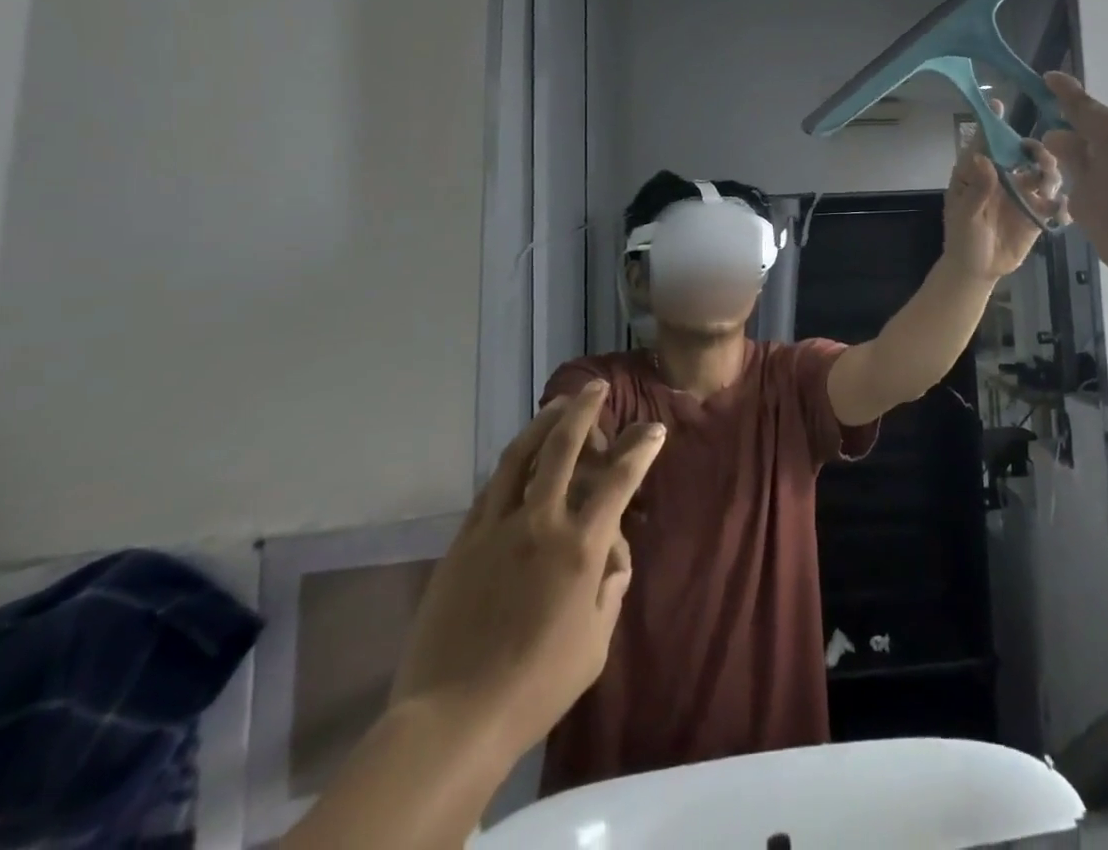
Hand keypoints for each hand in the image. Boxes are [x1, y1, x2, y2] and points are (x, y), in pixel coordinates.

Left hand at [389, 383, 664, 757]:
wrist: (452, 719)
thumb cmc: (537, 686)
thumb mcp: (596, 643)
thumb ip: (610, 590)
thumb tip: (613, 556)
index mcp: (580, 547)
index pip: (620, 480)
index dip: (641, 448)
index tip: (654, 428)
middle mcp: (540, 523)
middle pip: (564, 447)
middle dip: (585, 411)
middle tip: (596, 388)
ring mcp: (496, 528)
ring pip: (521, 456)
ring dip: (544, 424)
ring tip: (558, 405)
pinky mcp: (463, 543)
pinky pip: (491, 488)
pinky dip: (511, 463)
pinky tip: (518, 458)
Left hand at [942, 99, 1064, 280]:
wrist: (978, 271)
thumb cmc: (962, 239)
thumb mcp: (964, 216)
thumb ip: (976, 190)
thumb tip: (983, 158)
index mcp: (979, 173)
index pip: (985, 142)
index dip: (992, 123)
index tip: (998, 104)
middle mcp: (1003, 177)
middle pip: (1022, 153)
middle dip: (1034, 149)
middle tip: (1040, 158)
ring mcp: (1022, 194)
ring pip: (1043, 173)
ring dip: (1050, 172)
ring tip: (1048, 184)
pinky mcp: (1037, 213)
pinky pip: (1054, 202)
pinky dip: (1061, 202)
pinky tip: (1060, 209)